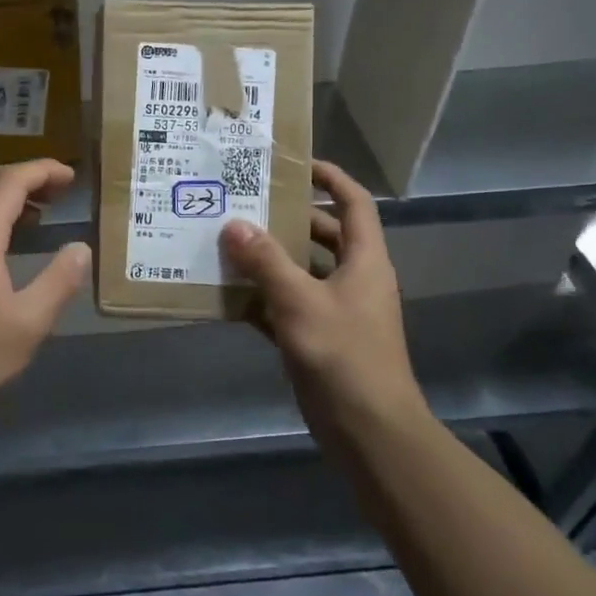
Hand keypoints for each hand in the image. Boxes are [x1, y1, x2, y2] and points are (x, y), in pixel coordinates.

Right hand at [220, 161, 427, 442]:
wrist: (368, 431)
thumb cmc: (343, 356)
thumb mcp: (300, 301)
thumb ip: (265, 261)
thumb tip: (233, 224)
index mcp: (364, 260)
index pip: (354, 202)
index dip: (330, 177)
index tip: (294, 164)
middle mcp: (354, 278)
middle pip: (323, 235)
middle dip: (287, 219)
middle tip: (245, 203)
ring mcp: (337, 310)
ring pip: (302, 271)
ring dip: (269, 259)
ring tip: (227, 243)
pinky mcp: (319, 338)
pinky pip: (287, 306)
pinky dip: (262, 298)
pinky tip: (227, 294)